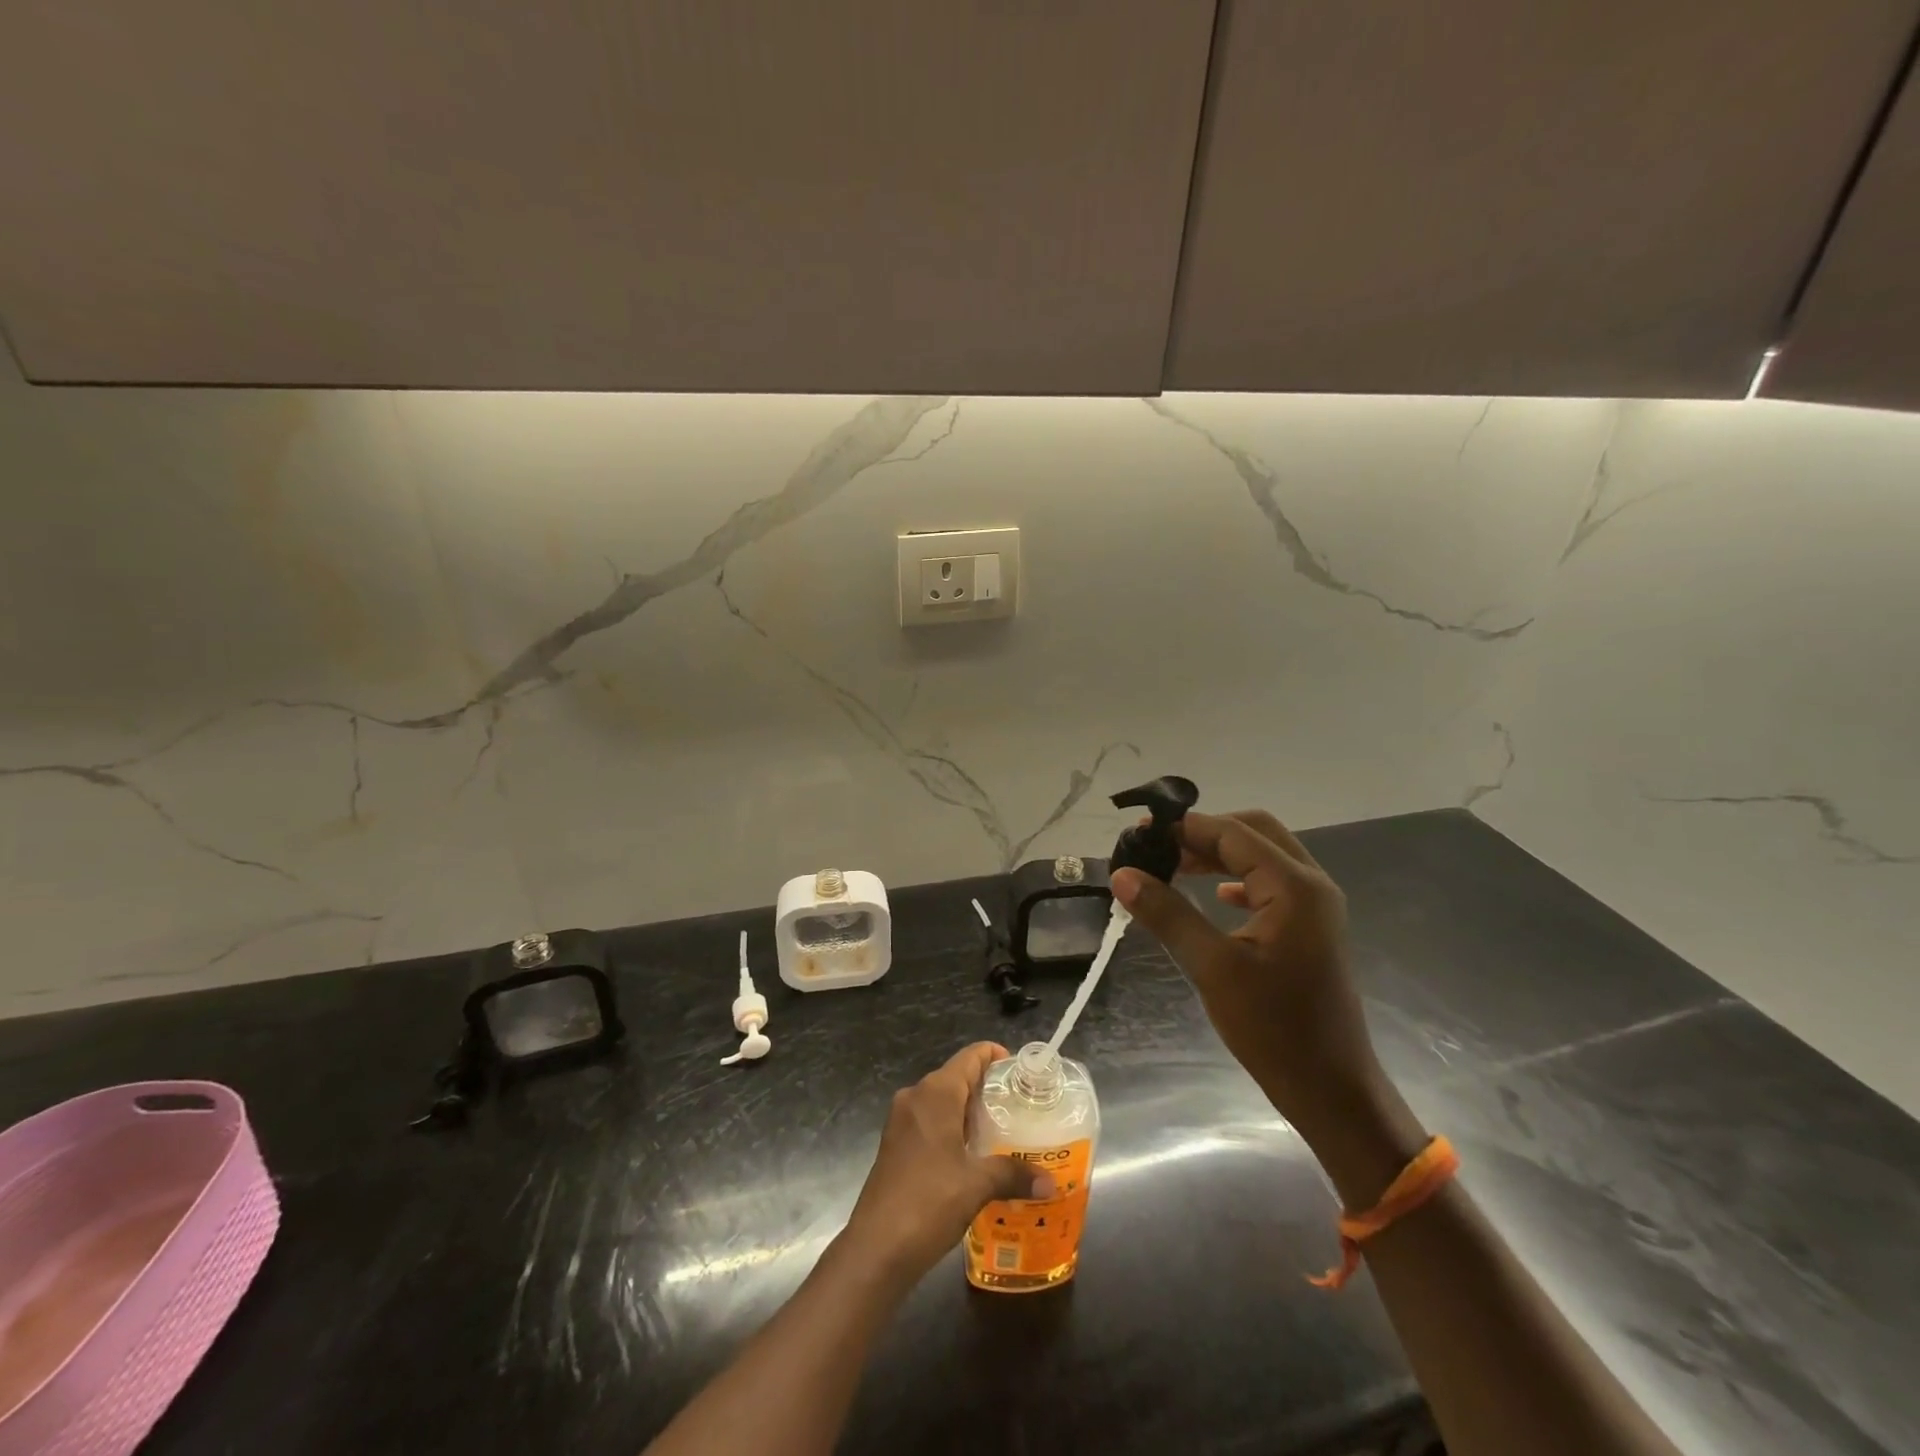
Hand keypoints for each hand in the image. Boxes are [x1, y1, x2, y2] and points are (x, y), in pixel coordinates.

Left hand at [842, 1042, 1043, 1284]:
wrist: (875, 1248)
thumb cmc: (929, 1202)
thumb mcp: (977, 1186)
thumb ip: (1013, 1175)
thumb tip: (1050, 1182)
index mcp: (935, 1093)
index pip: (969, 1057)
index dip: (993, 1055)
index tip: (1019, 1070)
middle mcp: (915, 1097)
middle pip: (956, 1077)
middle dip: (986, 1088)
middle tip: (1019, 1106)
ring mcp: (901, 1122)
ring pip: (941, 1102)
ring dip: (969, 1112)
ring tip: (1002, 1131)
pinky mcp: (895, 1146)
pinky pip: (929, 1123)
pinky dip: (952, 1129)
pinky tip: (972, 1156)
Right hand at [1110, 810, 1381, 1144]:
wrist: (1332, 1089)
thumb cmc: (1274, 1028)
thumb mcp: (1213, 967)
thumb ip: (1168, 914)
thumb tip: (1122, 874)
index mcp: (1294, 886)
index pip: (1233, 833)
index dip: (1184, 827)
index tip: (1139, 832)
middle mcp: (1310, 884)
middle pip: (1253, 832)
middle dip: (1204, 833)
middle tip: (1158, 846)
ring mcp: (1315, 906)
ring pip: (1262, 857)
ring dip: (1219, 854)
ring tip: (1173, 866)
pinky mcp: (1310, 928)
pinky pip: (1270, 884)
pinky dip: (1237, 879)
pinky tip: (1214, 896)